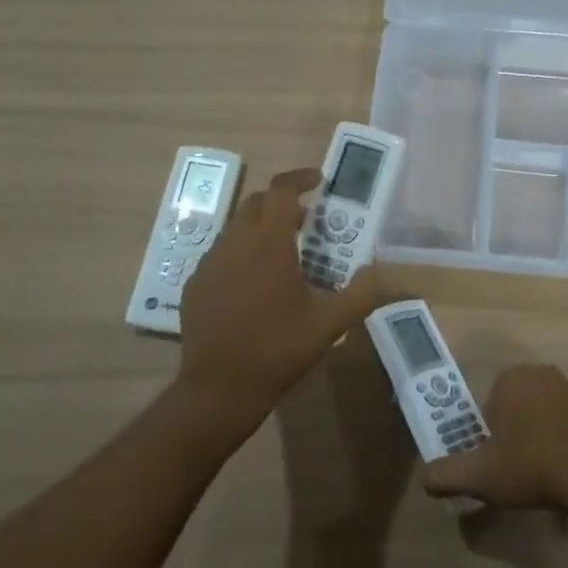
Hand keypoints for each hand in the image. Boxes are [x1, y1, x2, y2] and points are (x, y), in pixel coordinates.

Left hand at [174, 167, 379, 433]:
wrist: (218, 389)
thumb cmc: (278, 349)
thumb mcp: (330, 324)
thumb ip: (359, 294)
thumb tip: (372, 273)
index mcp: (269, 243)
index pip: (282, 190)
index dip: (300, 178)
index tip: (318, 180)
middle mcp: (235, 243)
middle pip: (256, 203)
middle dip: (282, 202)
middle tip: (306, 222)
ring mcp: (210, 263)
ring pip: (236, 228)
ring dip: (261, 228)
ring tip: (283, 255)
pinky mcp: (195, 285)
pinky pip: (221, 255)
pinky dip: (241, 254)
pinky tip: (254, 286)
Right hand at [419, 365, 567, 517]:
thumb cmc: (532, 467)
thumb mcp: (480, 477)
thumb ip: (446, 475)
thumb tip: (425, 478)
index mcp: (510, 378)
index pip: (486, 404)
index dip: (485, 434)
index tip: (492, 460)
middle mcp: (538, 372)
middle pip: (510, 405)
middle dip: (508, 433)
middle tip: (511, 468)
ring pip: (536, 412)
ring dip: (533, 435)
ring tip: (536, 472)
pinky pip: (561, 420)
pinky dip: (556, 439)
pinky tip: (559, 468)